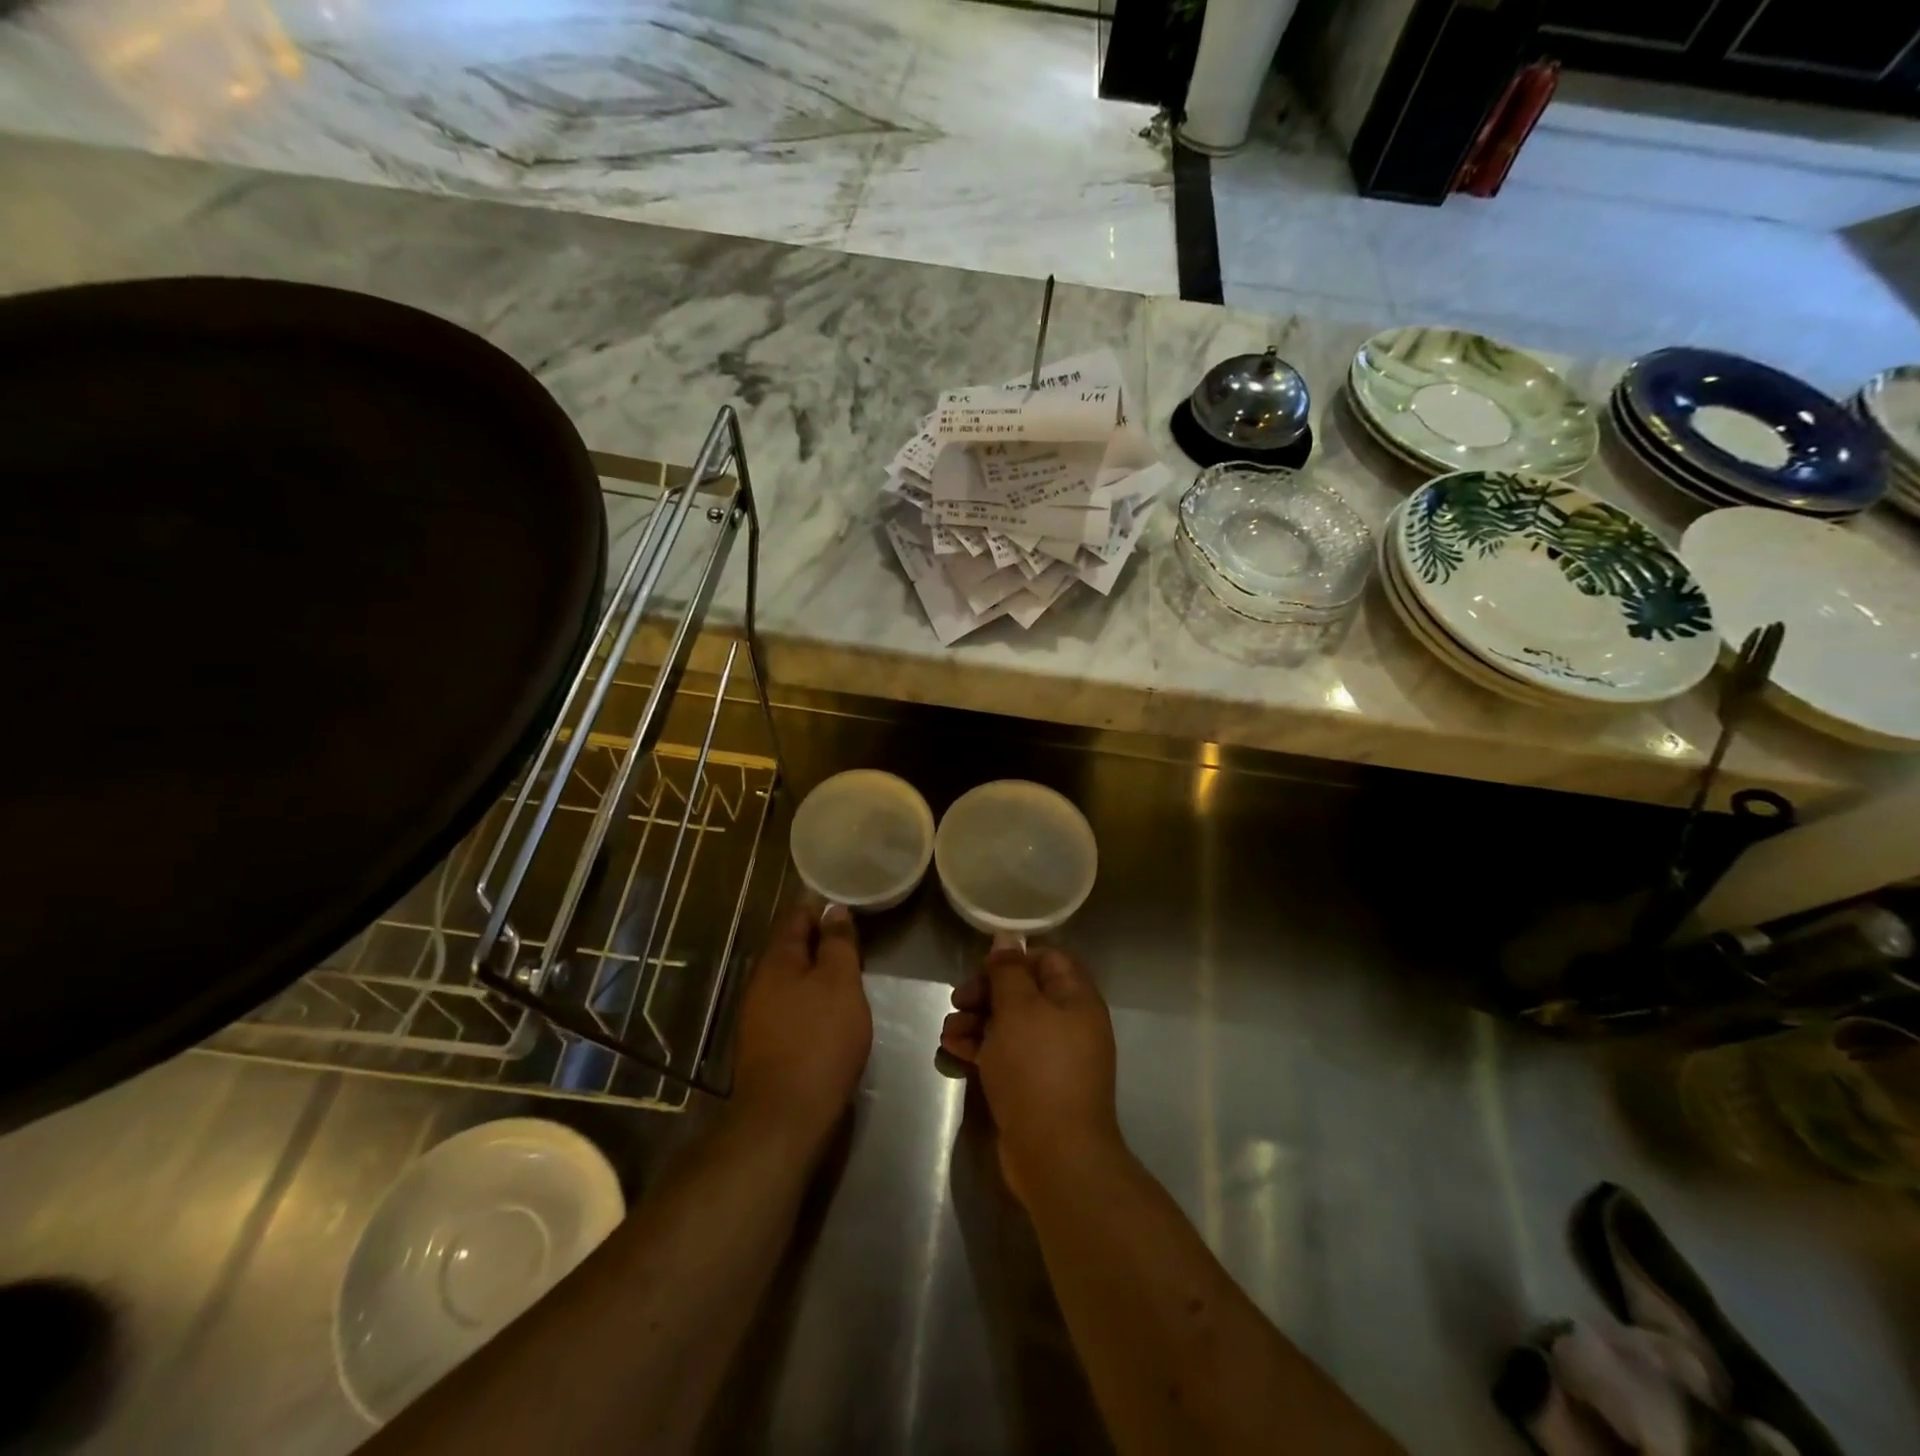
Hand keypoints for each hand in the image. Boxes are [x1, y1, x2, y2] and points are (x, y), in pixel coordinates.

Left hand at [731, 902, 871, 1144]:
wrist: (786, 1117)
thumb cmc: (819, 1039)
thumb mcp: (840, 982)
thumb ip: (838, 943)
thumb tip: (833, 909)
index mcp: (776, 960)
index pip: (796, 917)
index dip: (823, 910)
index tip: (851, 912)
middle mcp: (760, 983)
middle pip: (792, 949)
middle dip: (822, 944)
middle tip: (858, 947)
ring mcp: (759, 1017)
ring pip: (792, 980)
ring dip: (818, 975)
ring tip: (851, 979)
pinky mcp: (767, 1046)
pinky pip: (791, 1008)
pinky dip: (812, 1002)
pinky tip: (833, 1015)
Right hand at [939, 944, 1122, 1203]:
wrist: (1055, 1154)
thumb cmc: (1037, 1068)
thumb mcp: (1018, 1009)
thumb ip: (1009, 971)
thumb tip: (1007, 938)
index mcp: (1077, 999)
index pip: (1048, 960)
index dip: (1014, 958)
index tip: (982, 968)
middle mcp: (1069, 1024)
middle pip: (1025, 992)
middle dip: (987, 992)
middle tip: (958, 999)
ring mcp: (1053, 1058)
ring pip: (1011, 1025)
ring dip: (977, 1021)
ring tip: (947, 1030)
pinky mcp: (1035, 1087)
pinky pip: (1006, 1055)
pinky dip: (980, 1048)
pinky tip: (952, 1049)